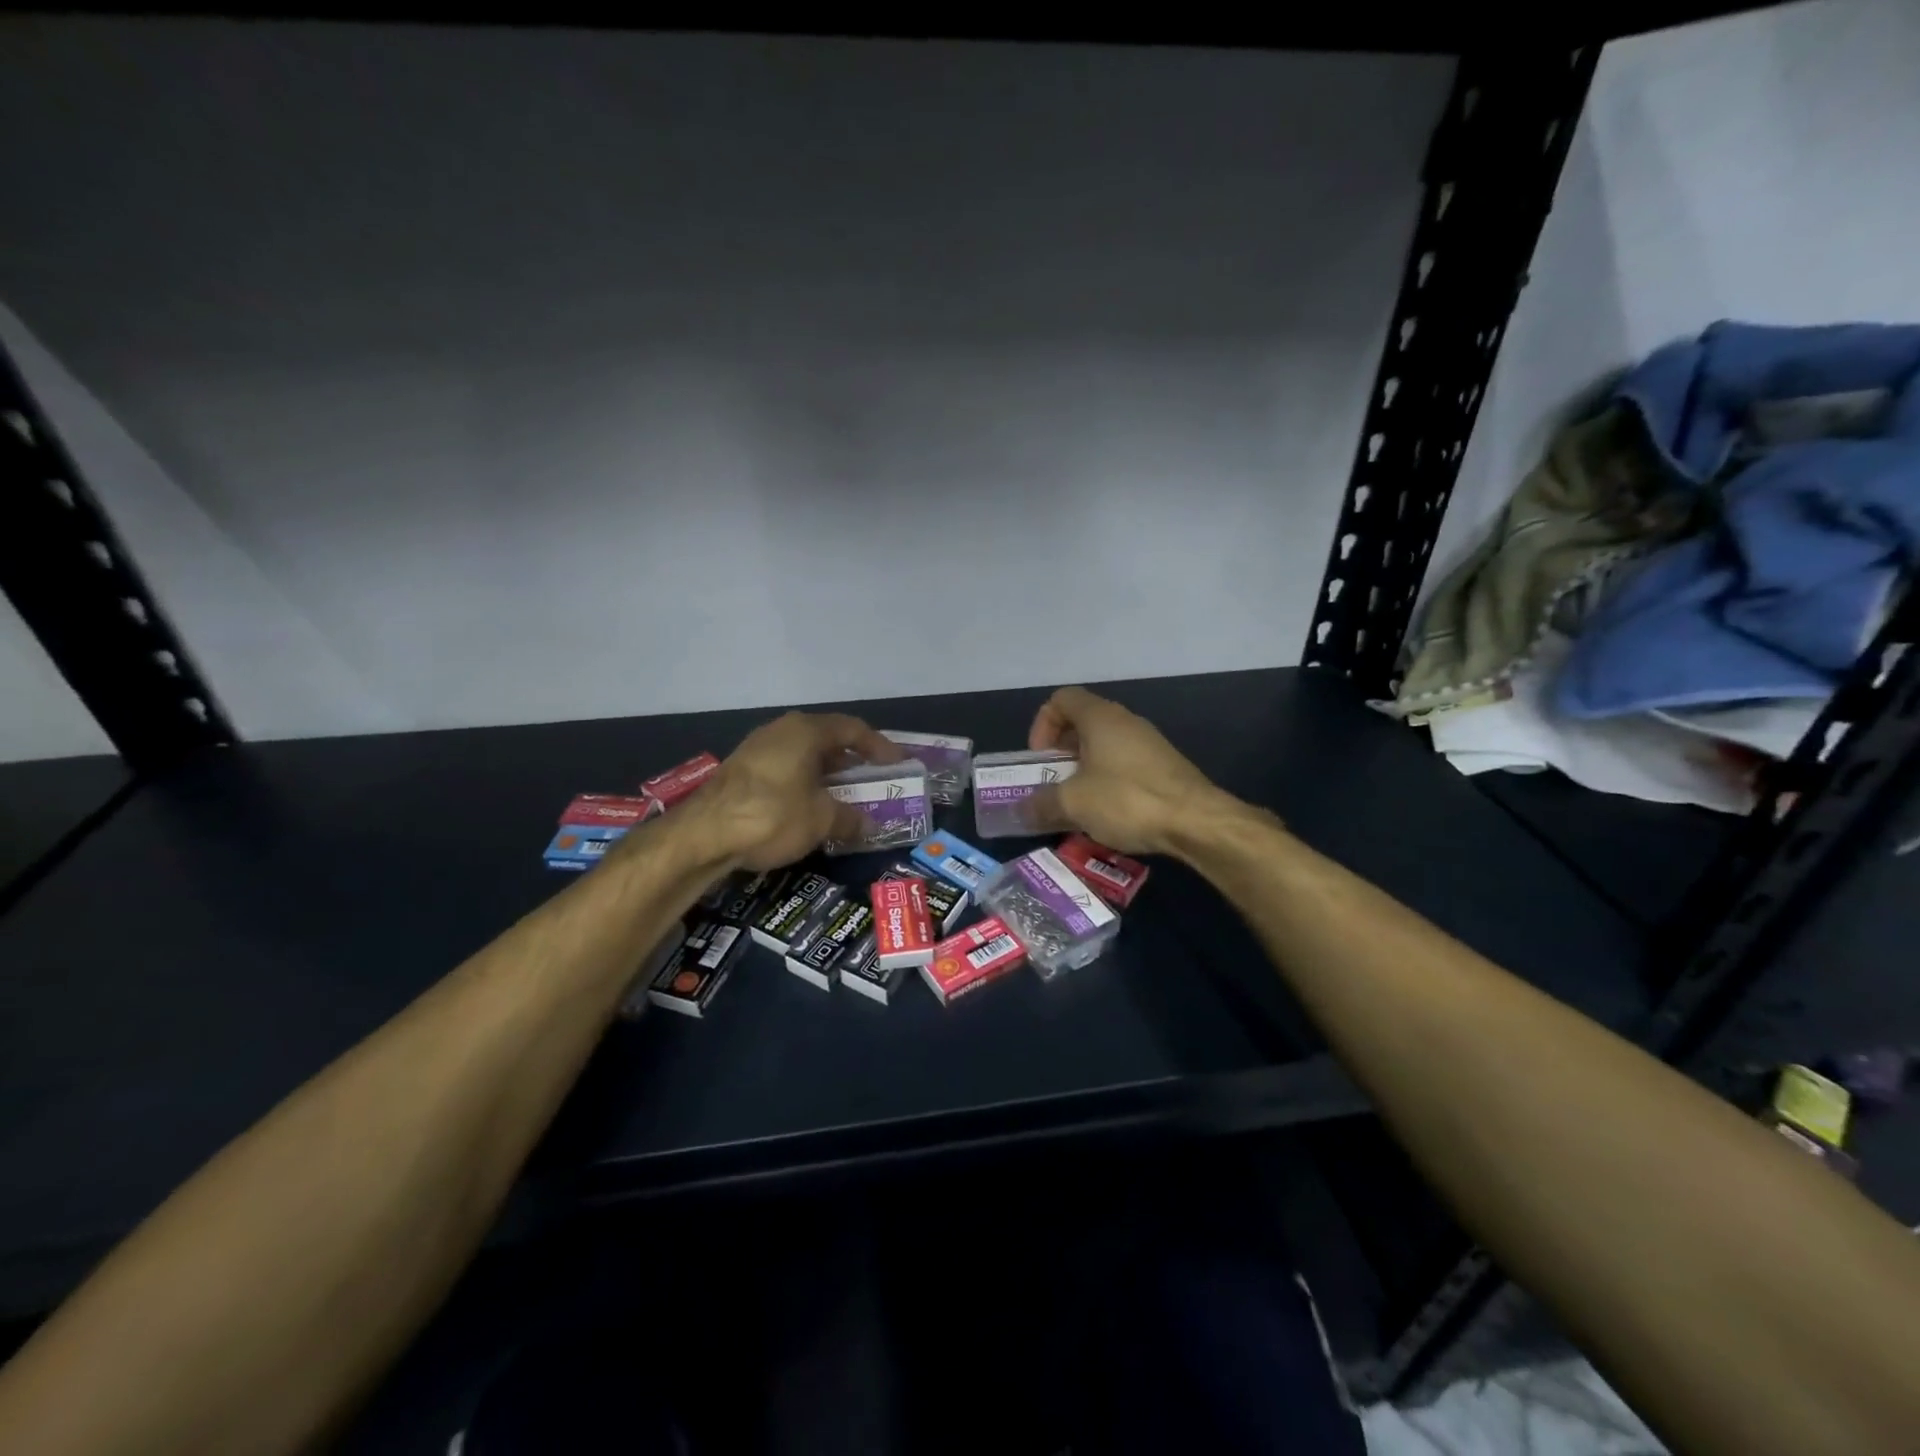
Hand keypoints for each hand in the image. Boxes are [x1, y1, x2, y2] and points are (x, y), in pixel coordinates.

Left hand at [682, 712, 902, 871]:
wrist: (703, 835)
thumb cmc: (773, 815)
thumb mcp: (821, 820)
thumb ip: (850, 818)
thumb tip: (869, 825)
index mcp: (806, 731)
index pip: (853, 729)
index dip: (879, 746)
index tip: (897, 764)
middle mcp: (782, 731)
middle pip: (826, 740)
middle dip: (851, 762)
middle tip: (871, 782)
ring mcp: (757, 749)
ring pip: (803, 756)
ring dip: (826, 775)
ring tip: (843, 798)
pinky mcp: (740, 771)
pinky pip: (784, 770)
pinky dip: (803, 784)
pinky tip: (808, 809)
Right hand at [1027, 686, 1231, 854]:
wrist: (1196, 821)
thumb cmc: (1127, 799)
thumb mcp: (1073, 804)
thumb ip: (1041, 804)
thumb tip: (1019, 811)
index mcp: (1100, 717)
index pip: (1062, 699)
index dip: (1042, 724)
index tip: (1040, 758)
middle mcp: (1125, 721)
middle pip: (1082, 722)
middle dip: (1060, 751)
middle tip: (1052, 782)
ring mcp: (1148, 743)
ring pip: (1104, 745)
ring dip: (1083, 769)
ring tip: (1077, 802)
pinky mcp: (1164, 766)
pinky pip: (1124, 764)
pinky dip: (1107, 781)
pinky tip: (1107, 812)